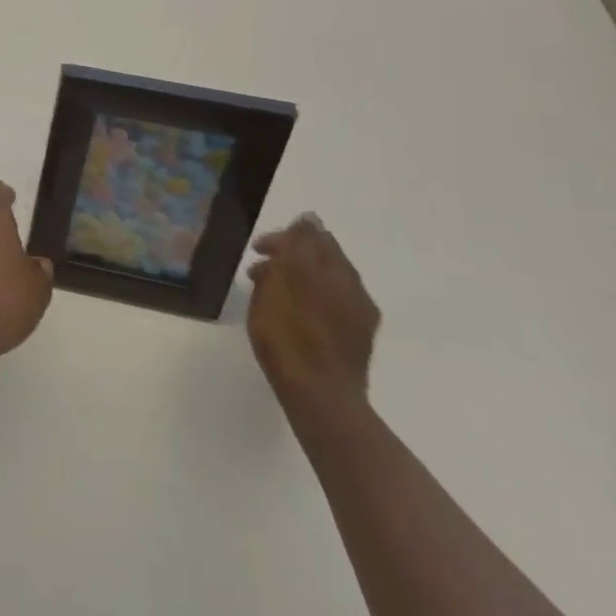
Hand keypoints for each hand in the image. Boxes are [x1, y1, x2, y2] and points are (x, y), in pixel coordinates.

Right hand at [247, 214, 378, 416]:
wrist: (320, 398)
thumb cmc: (290, 334)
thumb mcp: (284, 280)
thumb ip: (298, 246)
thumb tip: (310, 218)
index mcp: (337, 270)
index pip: (313, 236)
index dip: (284, 238)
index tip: (257, 250)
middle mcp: (354, 288)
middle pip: (321, 259)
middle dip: (290, 259)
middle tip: (259, 272)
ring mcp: (359, 318)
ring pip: (325, 283)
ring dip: (297, 281)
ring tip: (270, 296)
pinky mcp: (356, 342)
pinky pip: (331, 307)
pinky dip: (309, 301)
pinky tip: (293, 318)